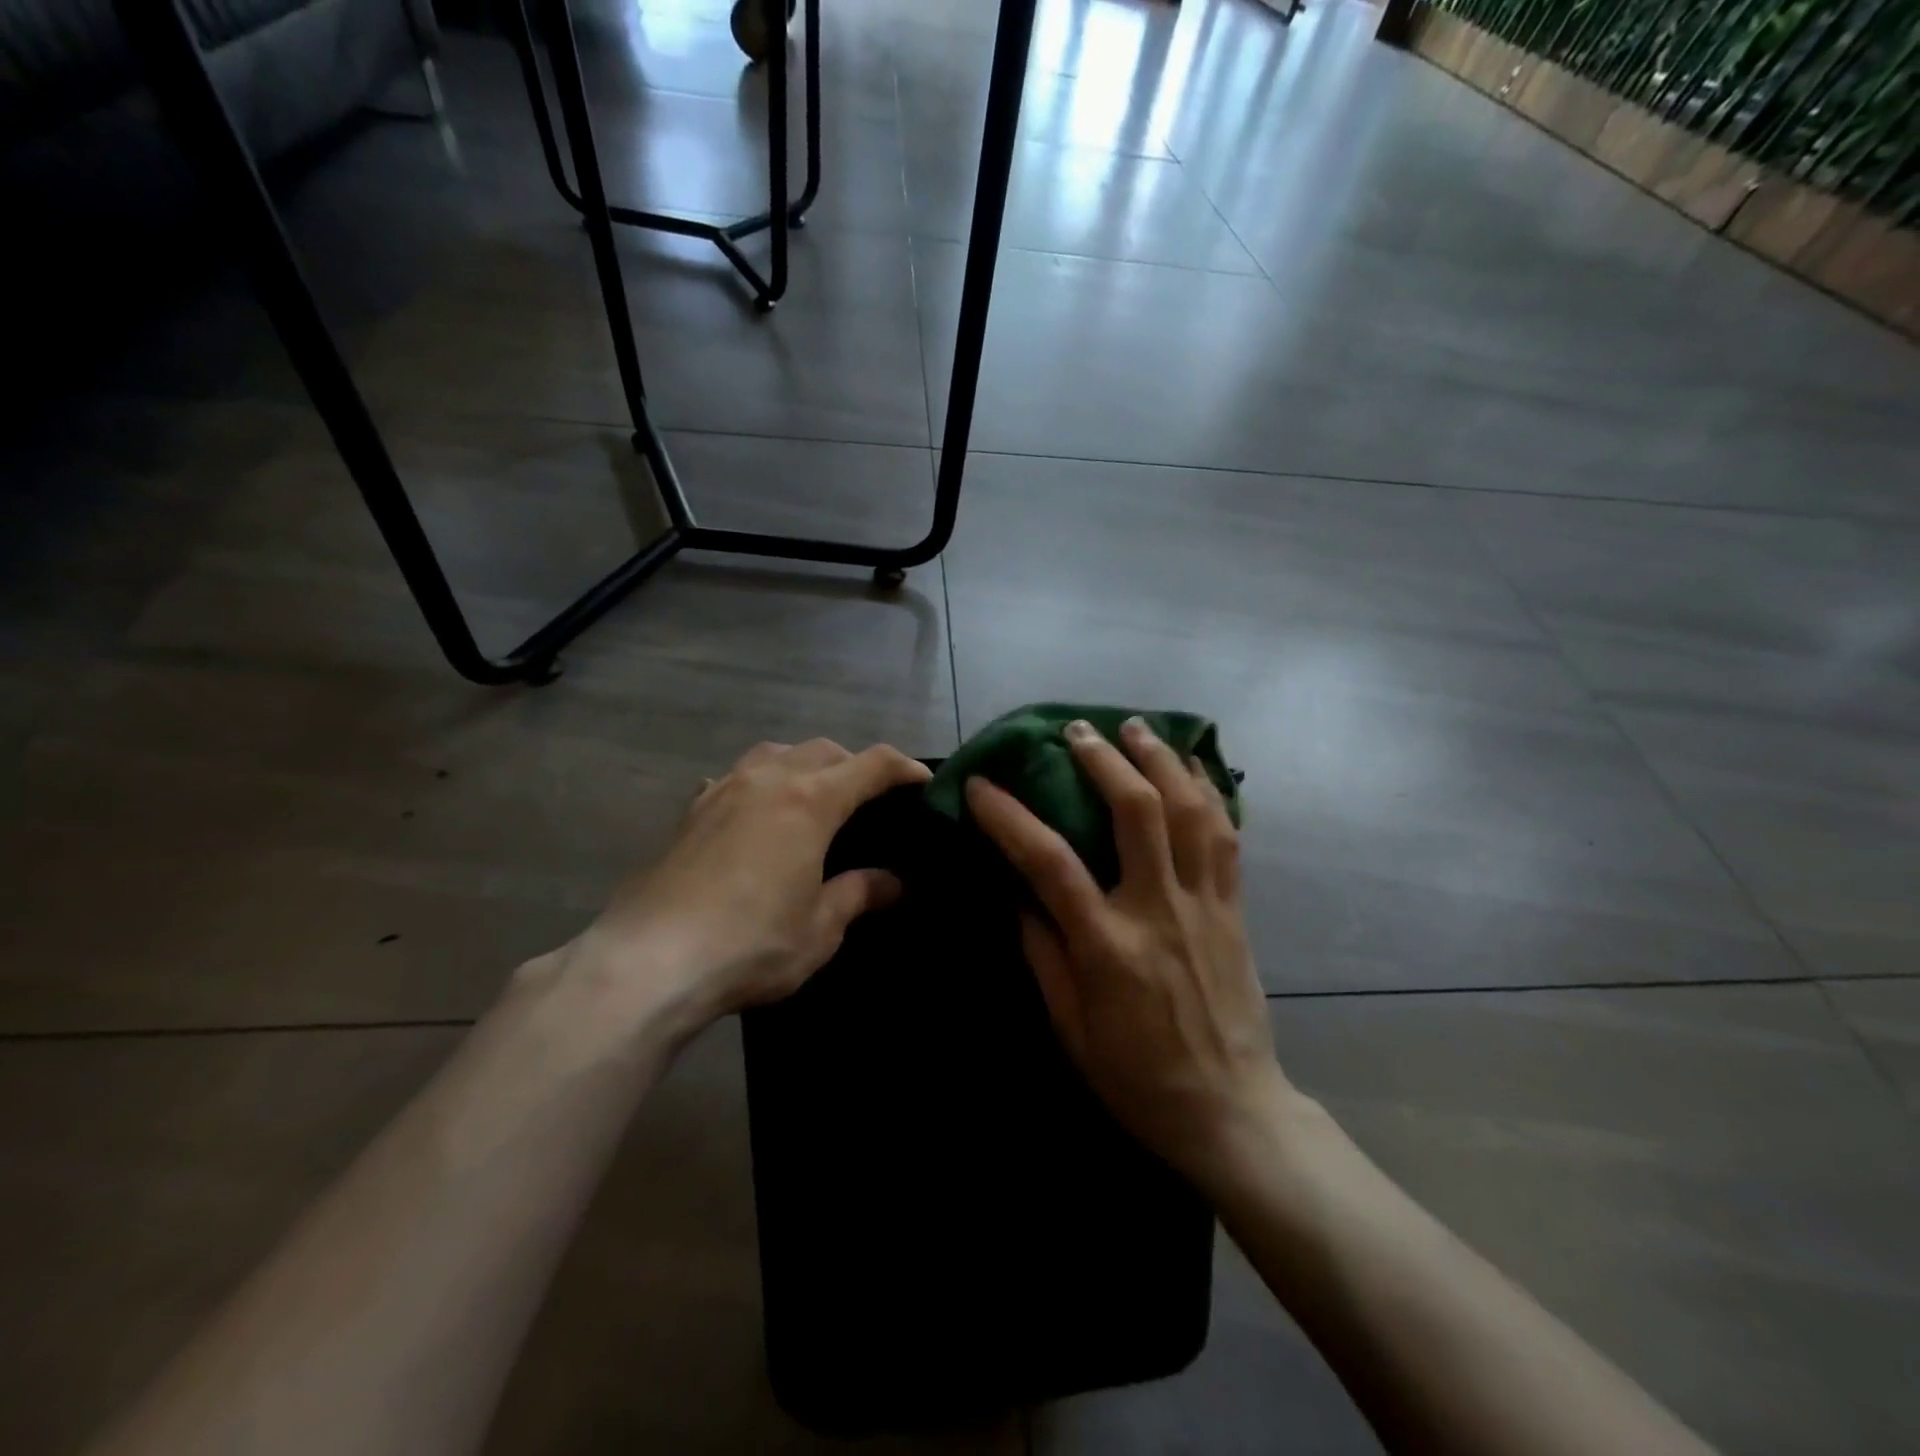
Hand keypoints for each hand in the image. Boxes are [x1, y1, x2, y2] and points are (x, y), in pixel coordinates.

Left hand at [567, 739, 930, 1035]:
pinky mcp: (691, 811)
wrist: (649, 961)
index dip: (904, 768)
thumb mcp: (819, 928)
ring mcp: (723, 790)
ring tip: (814, 794)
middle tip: (871, 798)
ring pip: (775, 751)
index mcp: (809, 801)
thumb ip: (858, 894)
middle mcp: (768, 780)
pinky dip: (759, 781)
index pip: (871, 764)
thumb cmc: (750, 944)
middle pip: (824, 749)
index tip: (923, 781)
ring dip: (805, 762)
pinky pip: (735, 776)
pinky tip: (755, 811)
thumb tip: (894, 883)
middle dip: (855, 764)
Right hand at [965, 717, 1291, 1183]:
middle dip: (1103, 760)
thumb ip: (1043, 953)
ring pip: (1190, 811)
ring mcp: (1204, 905)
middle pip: (1136, 812)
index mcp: (1107, 946)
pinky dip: (1208, 792)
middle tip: (1076, 731)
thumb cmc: (1136, 1077)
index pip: (1049, 862)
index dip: (1009, 816)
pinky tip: (1193, 766)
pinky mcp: (1234, 909)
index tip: (982, 785)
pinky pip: (1226, 837)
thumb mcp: (1070, 1027)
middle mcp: (1159, 911)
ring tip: (1137, 728)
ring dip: (1162, 760)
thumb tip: (1019, 894)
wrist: (1230, 1111)